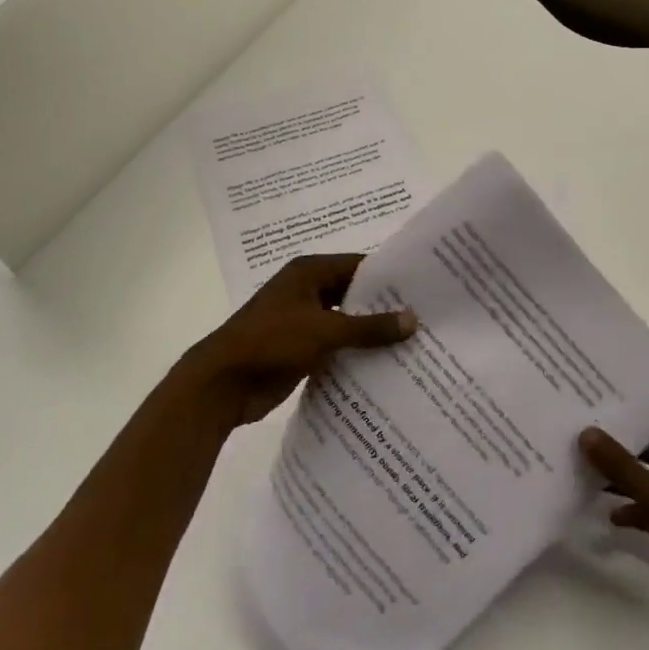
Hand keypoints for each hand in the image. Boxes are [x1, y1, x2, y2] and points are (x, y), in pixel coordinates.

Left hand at [173, 254, 416, 431]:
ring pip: (346, 322)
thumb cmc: (271, 342)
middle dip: (385, 307)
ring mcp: (303, 321)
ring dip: (371, 334)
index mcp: (309, 273)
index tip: (424, 289)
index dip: (389, 277)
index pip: (359, 266)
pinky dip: (356, 354)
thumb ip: (370, 327)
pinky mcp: (301, 349)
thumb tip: (413, 320)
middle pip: (354, 294)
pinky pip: (336, 346)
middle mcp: (307, 291)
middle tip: (426, 319)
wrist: (222, 383)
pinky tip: (385, 366)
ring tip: (414, 344)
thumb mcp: (325, 330)